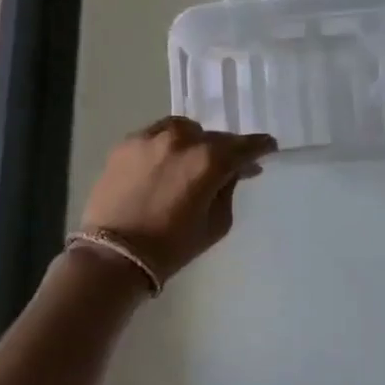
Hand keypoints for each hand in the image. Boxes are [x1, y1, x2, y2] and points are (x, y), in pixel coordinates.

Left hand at [79, 118, 277, 282]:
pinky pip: (156, 135)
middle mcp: (181, 140)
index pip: (244, 146)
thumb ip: (227, 191)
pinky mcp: (125, 144)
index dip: (259, 147)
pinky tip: (165, 163)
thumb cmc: (172, 246)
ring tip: (193, 159)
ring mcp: (150, 138)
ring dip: (195, 141)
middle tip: (229, 165)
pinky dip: (167, 144)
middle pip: (214, 137)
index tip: (268, 147)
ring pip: (184, 129)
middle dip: (225, 150)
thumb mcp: (216, 224)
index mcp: (209, 161)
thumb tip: (231, 172)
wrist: (115, 255)